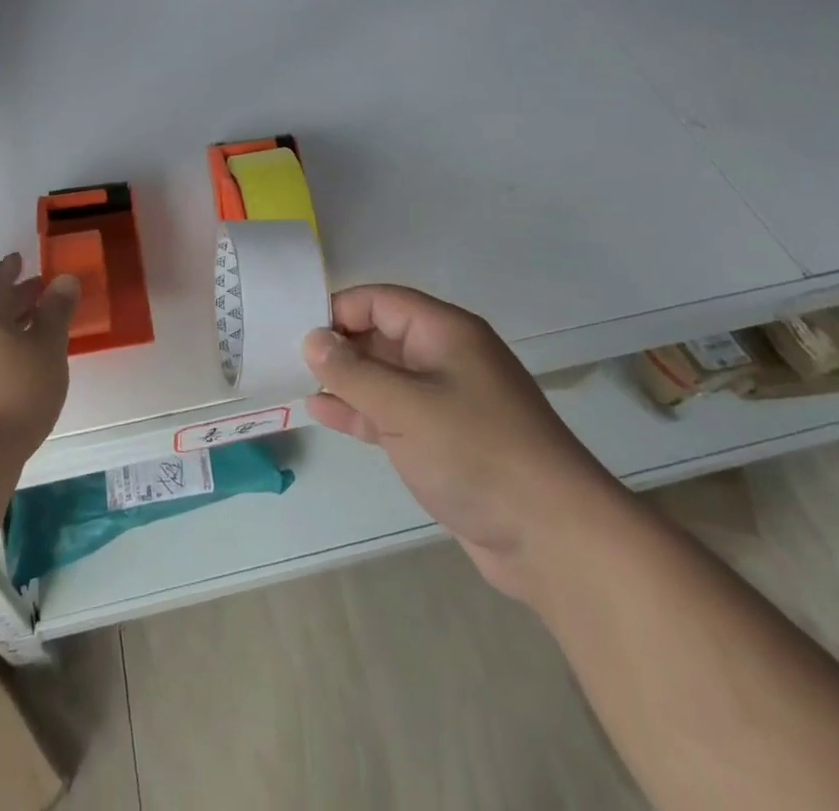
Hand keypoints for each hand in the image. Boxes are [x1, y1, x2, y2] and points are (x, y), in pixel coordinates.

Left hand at [0, 255, 78, 460]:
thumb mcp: (48, 345)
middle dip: (15, 297)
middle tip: (41, 290)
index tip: (21, 260)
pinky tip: (25, 360)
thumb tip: (65, 279)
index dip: (8, 269)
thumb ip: (57, 310)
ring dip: (11, 324)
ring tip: (39, 325)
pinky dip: (4, 346)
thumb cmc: (17, 389)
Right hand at [302, 285, 616, 601]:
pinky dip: (361, 411)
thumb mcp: (405, 406)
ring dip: (345, 380)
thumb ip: (353, 372)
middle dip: (338, 345)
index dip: (340, 309)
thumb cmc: (476, 452)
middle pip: (382, 335)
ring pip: (385, 377)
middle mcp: (445, 358)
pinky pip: (393, 414)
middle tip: (286, 357)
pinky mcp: (443, 441)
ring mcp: (446, 401)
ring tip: (296, 382)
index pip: (382, 300)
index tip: (297, 329)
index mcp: (445, 332)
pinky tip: (322, 412)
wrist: (552, 537)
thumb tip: (312, 339)